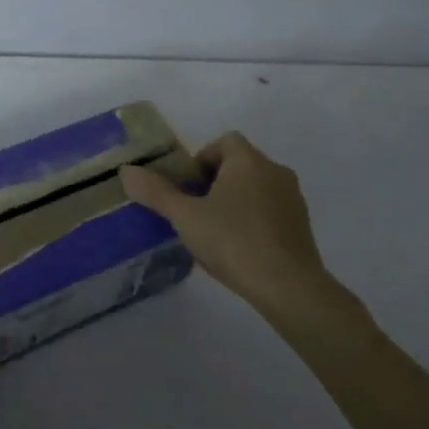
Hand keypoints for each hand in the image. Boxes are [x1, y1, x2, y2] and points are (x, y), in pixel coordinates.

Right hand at [121, 131, 358, 319]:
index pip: (224, 141)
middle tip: (194, 211)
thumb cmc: (233, 241)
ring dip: (235, 202)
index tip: (187, 187)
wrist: (289, 287)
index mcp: (248, 161)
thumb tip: (126, 171)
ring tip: (214, 233)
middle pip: (240, 164)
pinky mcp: (302, 226)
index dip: (202, 158)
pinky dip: (253, 220)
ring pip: (256, 188)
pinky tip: (239, 250)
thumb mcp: (185, 217)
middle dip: (215, 182)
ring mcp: (293, 199)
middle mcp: (275, 171)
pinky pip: (271, 211)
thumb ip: (156, 192)